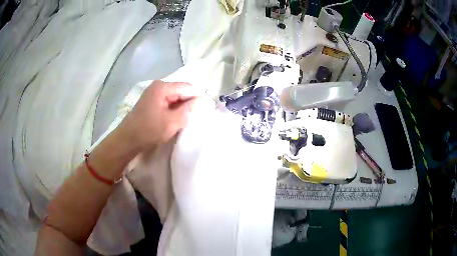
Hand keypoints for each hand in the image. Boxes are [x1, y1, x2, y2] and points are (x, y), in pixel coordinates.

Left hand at [117, 80, 207, 149]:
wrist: (127, 141)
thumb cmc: (148, 131)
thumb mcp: (171, 122)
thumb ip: (190, 110)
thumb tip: (208, 102)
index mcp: (162, 87)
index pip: (188, 87)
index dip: (199, 98)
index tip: (207, 112)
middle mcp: (159, 87)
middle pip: (182, 91)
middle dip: (191, 104)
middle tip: (198, 118)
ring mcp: (155, 95)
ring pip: (177, 99)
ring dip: (183, 109)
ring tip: (189, 121)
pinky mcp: (153, 103)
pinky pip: (170, 104)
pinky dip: (176, 111)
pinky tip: (178, 120)